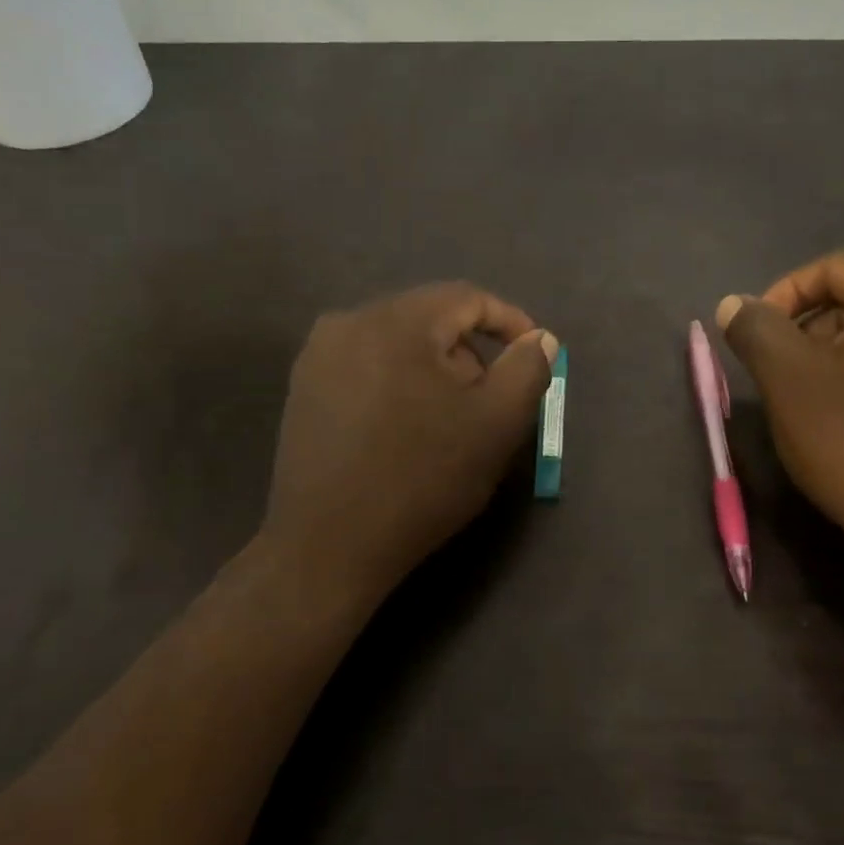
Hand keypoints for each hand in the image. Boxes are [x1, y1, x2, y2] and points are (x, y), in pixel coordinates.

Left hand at [263, 283, 557, 610]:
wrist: (329, 546)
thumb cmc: (421, 480)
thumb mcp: (496, 425)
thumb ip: (528, 370)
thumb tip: (539, 338)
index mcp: (396, 321)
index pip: (467, 298)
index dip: (509, 321)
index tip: (532, 356)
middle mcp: (349, 322)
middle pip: (430, 319)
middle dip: (469, 353)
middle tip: (490, 401)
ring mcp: (318, 356)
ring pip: (398, 344)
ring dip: (434, 371)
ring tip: (448, 421)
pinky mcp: (303, 389)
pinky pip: (367, 366)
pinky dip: (399, 384)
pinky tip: (405, 428)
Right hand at [716, 250, 843, 592]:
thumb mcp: (789, 382)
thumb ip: (756, 329)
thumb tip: (734, 303)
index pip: (835, 265)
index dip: (785, 292)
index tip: (758, 335)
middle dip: (807, 321)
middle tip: (778, 365)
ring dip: (832, 347)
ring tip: (805, 392)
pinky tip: (843, 410)